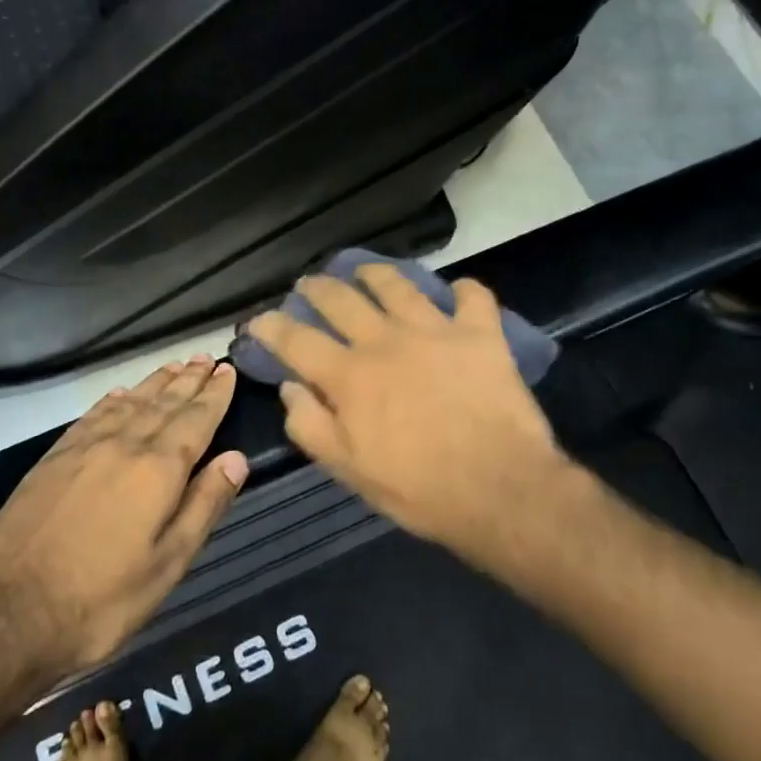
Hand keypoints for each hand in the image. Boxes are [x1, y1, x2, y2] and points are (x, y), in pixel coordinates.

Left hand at [0, 358, 247, 680]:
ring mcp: (84, 448)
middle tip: (205, 358)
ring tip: (175, 366)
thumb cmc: (101, 600)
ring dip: (155, 383)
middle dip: (189, 381)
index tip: (227, 370)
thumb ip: (204, 506)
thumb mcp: (168, 565)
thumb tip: (236, 458)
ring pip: (129, 403)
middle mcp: (123, 445)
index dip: (214, 395)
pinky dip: (113, 399)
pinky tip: (120, 393)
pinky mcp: (53, 459)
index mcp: (157, 470)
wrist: (9, 614)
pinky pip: (92, 415)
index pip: (195, 420)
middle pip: (164, 404)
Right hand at [248, 267, 580, 558]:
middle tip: (310, 284)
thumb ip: (311, 426)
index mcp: (350, 376)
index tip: (260, 319)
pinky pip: (472, 297)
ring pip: (397, 285)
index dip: (272, 326)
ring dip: (376, 273)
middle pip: (342, 299)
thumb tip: (290, 387)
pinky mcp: (480, 334)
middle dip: (318, 288)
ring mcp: (435, 331)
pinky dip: (464, 290)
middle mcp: (386, 341)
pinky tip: (458, 291)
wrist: (500, 489)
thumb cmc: (419, 489)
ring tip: (365, 271)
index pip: (297, 340)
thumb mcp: (350, 471)